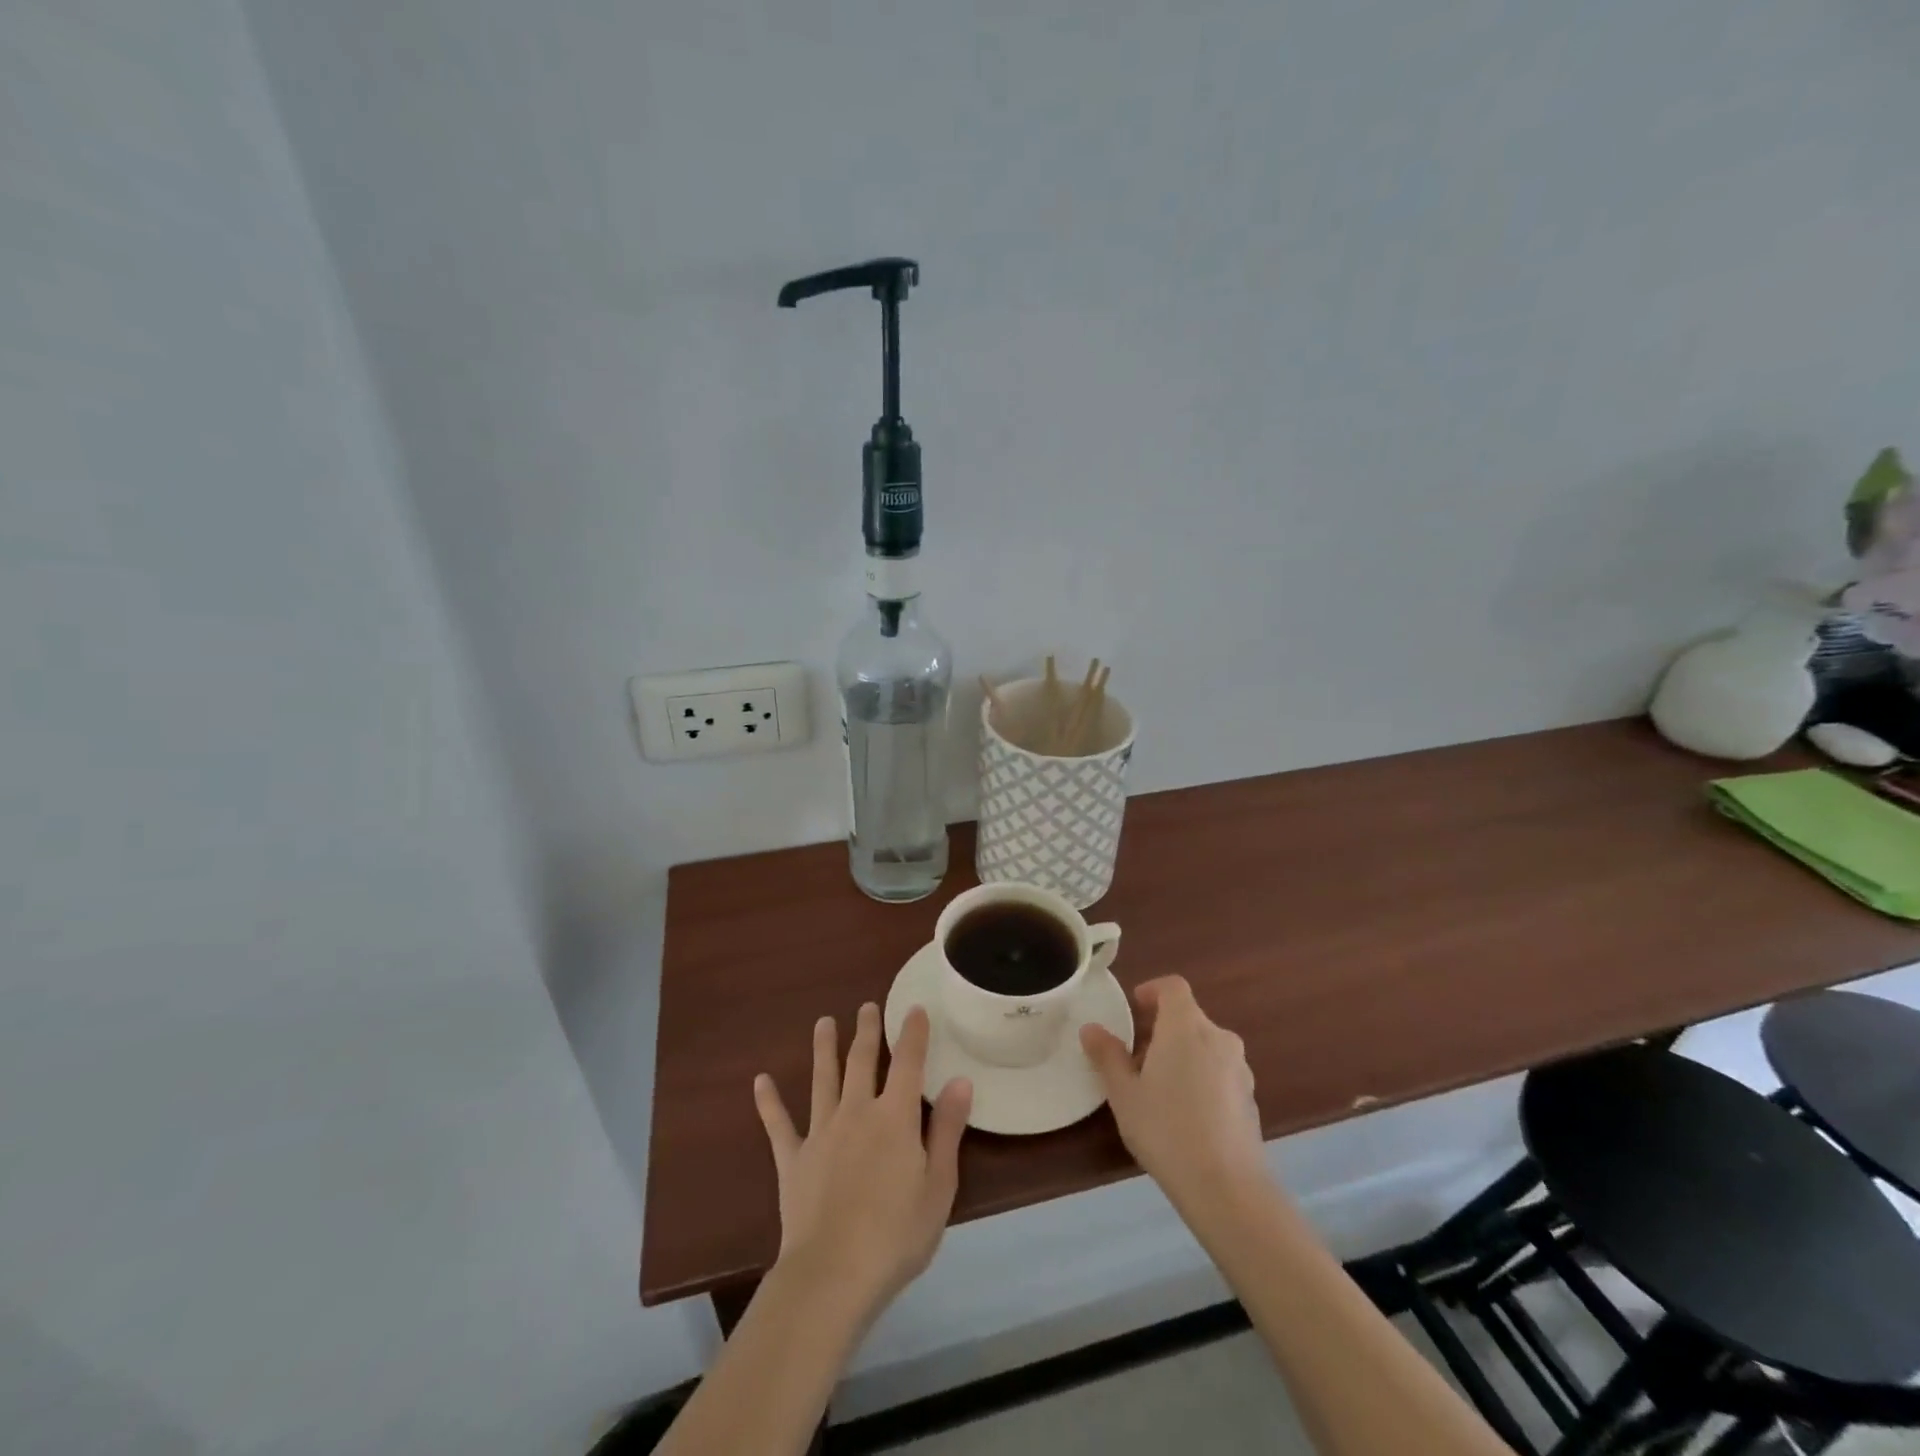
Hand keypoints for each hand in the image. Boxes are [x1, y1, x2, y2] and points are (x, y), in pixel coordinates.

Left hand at [754, 1003, 972, 1320]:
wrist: (832, 1275)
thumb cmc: (896, 1235)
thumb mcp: (939, 1186)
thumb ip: (947, 1130)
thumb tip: (960, 1080)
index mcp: (895, 1118)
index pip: (907, 1063)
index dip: (912, 1033)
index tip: (913, 1008)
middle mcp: (856, 1112)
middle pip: (861, 1061)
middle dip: (866, 1031)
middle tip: (866, 1006)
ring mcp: (821, 1133)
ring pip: (822, 1080)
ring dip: (824, 1049)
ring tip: (823, 1023)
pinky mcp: (793, 1160)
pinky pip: (779, 1125)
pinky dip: (769, 1103)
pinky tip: (760, 1081)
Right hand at [1081, 976, 1265, 1202]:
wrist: (1228, 1188)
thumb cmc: (1167, 1129)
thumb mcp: (1124, 1093)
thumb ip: (1107, 1056)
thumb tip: (1091, 1029)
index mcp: (1186, 1026)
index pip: (1173, 987)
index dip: (1152, 991)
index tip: (1134, 1008)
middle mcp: (1218, 1038)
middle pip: (1189, 1017)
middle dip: (1162, 1029)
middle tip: (1136, 1057)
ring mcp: (1240, 1069)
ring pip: (1206, 1045)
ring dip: (1182, 1054)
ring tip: (1158, 1088)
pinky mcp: (1250, 1098)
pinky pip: (1220, 1072)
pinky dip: (1201, 1077)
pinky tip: (1185, 1114)